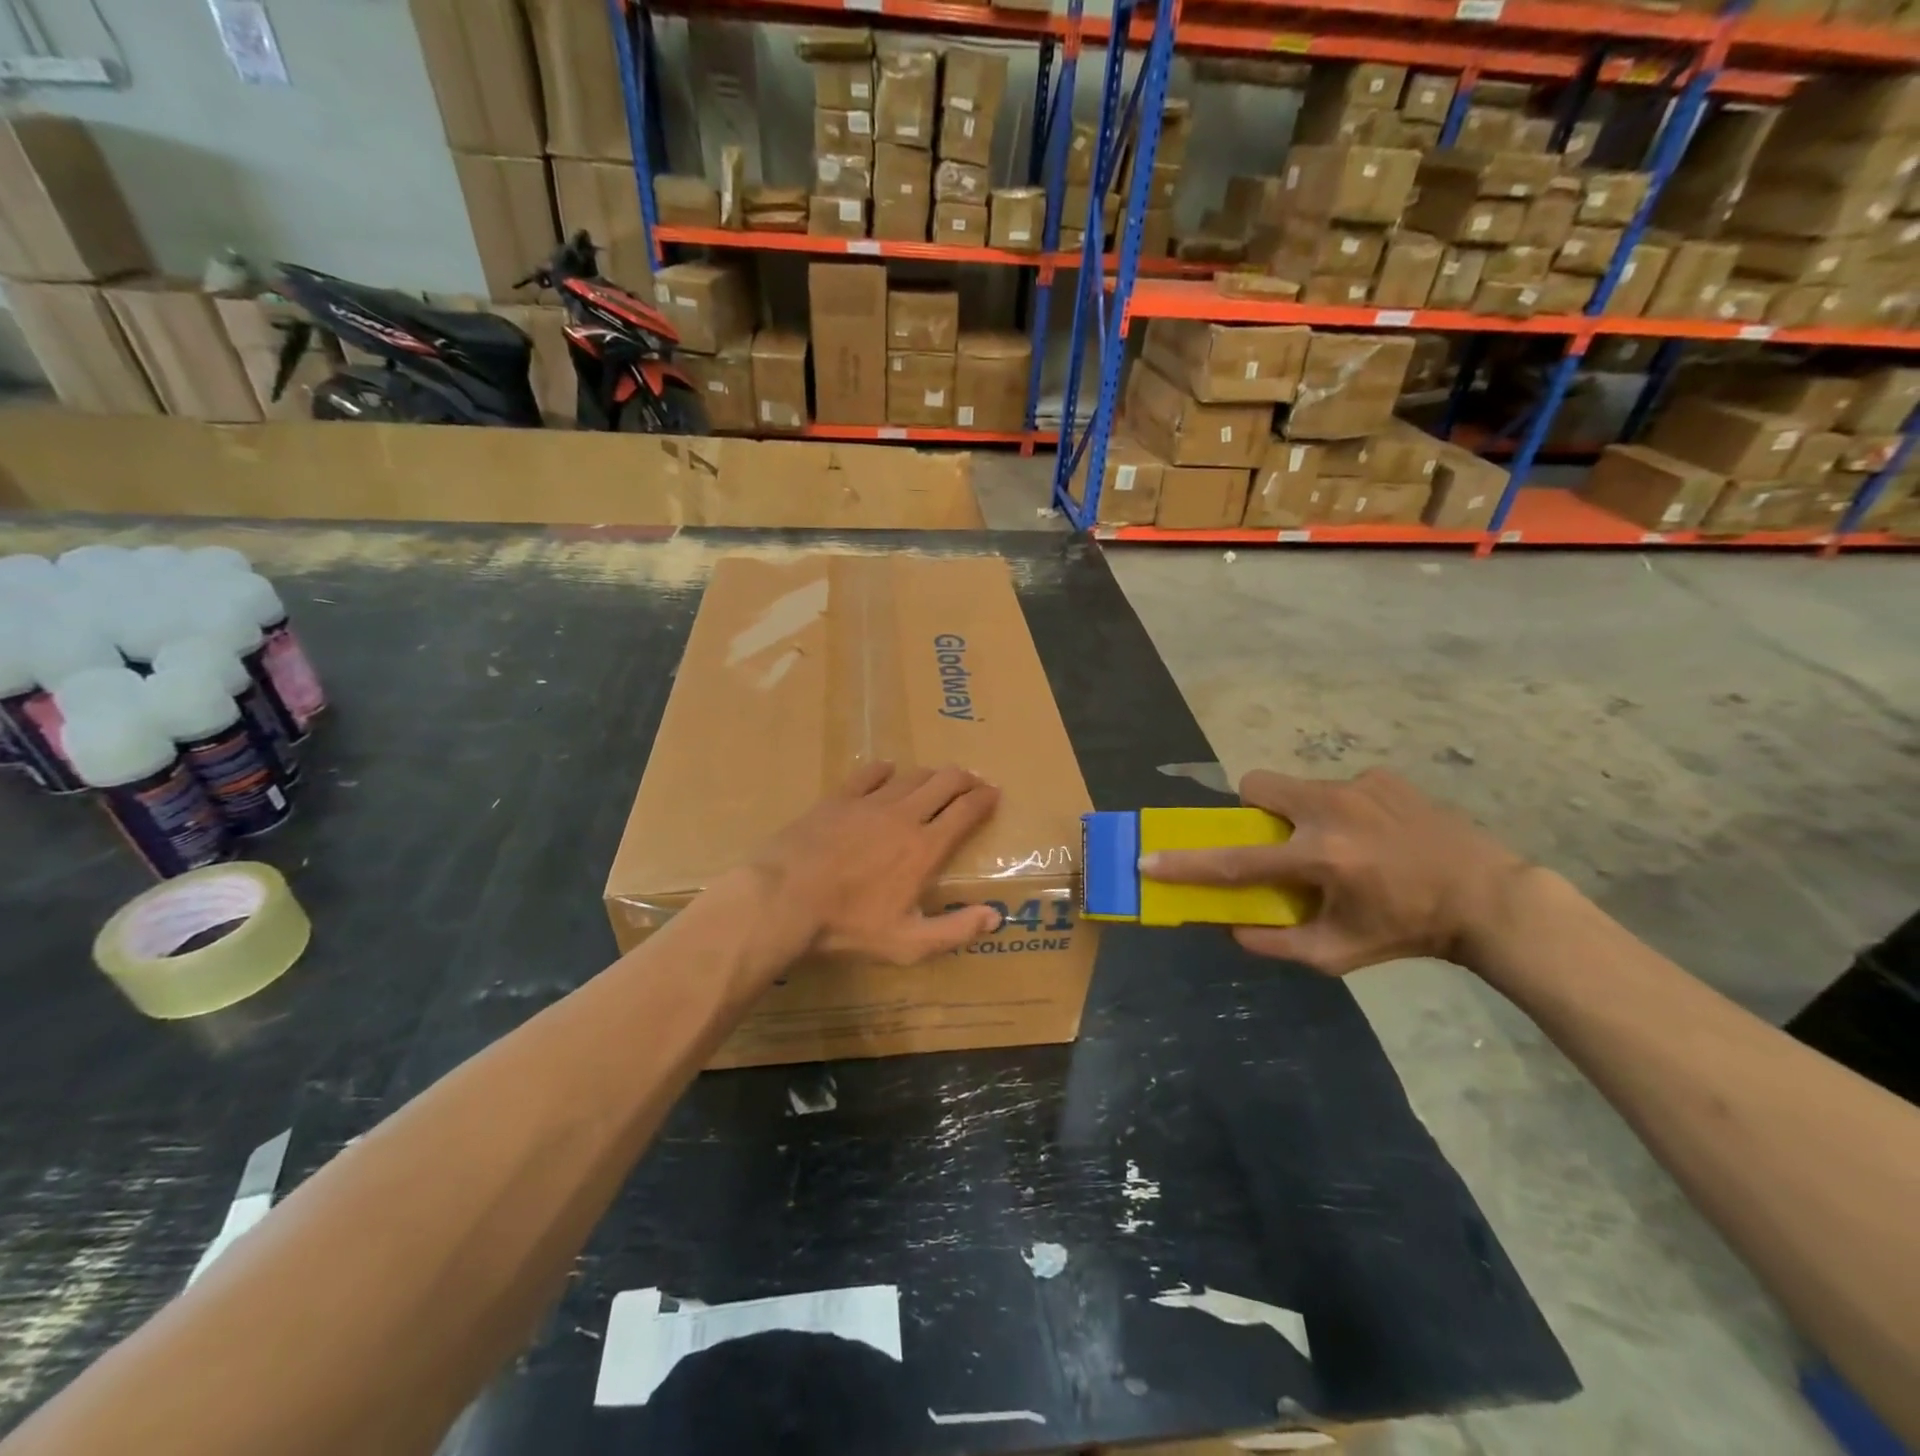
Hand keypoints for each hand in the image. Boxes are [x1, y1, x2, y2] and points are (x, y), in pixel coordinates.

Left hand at [750, 762, 1004, 965]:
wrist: (784, 899)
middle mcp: (904, 815)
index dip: (985, 799)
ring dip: (931, 775)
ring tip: (937, 780)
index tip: (995, 794)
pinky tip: (888, 772)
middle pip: (945, 781)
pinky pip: (870, 773)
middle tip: (973, 783)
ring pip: (912, 775)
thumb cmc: (848, 926)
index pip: (966, 811)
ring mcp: (870, 802)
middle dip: (965, 779)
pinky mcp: (839, 798)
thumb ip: (955, 931)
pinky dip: (886, 771)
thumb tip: (995, 917)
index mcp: (925, 848)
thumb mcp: (907, 944)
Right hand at [1140, 768, 1529, 974]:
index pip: (1236, 860)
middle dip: (1251, 810)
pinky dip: (1341, 810)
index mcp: (1320, 858)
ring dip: (1299, 813)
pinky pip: (1338, 787)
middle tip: (1275, 840)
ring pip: (1297, 786)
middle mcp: (1332, 811)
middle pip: (1256, 786)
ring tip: (1338, 843)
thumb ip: (1277, 944)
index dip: (1188, 864)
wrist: (1489, 898)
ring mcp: (1359, 786)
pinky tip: (1375, 835)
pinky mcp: (1382, 777)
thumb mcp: (1339, 954)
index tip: (1148, 859)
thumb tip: (1231, 928)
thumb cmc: (1408, 931)